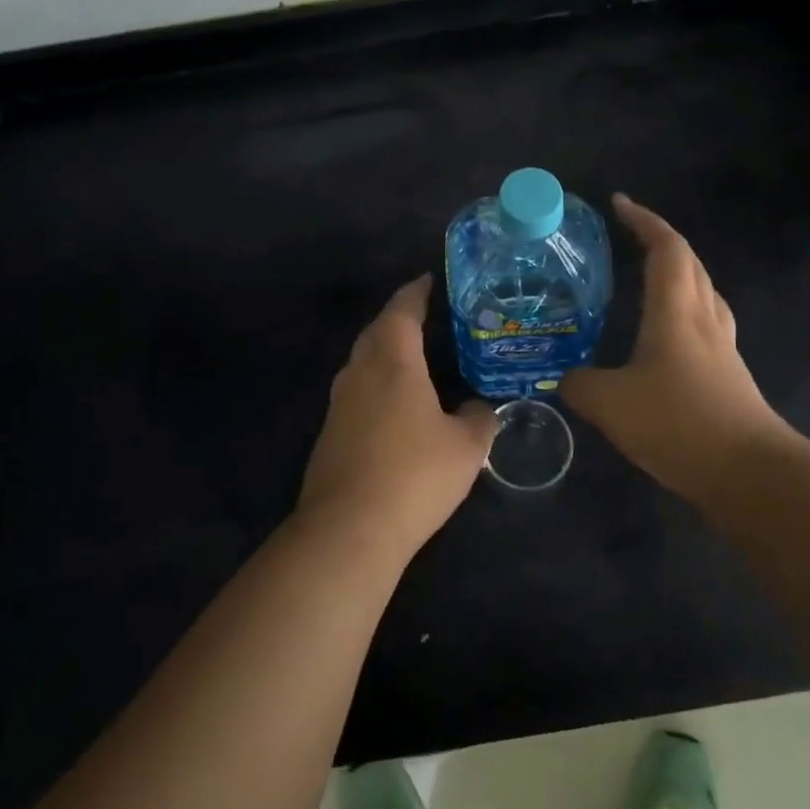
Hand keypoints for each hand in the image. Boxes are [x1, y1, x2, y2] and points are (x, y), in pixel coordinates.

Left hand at [299, 273, 497, 560]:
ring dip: (385, 350)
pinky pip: (357, 390)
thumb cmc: (415, 474)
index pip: (402, 310)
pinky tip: (395, 404)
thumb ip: (479, 419)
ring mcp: (339, 403)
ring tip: (414, 356)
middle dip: (399, 317)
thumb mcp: (466, 447)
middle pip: (377, 330)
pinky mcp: (330, 432)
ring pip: (362, 360)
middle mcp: (360, 372)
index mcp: (394, 362)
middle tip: (427, 316)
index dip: (416, 291)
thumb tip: (479, 408)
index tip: (429, 280)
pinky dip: (376, 383)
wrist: (349, 528)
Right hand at [562, 194, 796, 501]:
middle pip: (690, 263)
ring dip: (679, 273)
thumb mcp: (610, 403)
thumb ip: (580, 384)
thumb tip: (566, 379)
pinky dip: (684, 312)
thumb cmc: (678, 423)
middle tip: (631, 236)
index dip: (644, 220)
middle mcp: (703, 319)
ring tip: (649, 278)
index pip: (666, 248)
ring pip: (703, 292)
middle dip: (662, 241)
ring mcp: (722, 348)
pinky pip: (705, 325)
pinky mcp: (729, 376)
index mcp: (676, 311)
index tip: (619, 203)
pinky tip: (666, 339)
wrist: (750, 473)